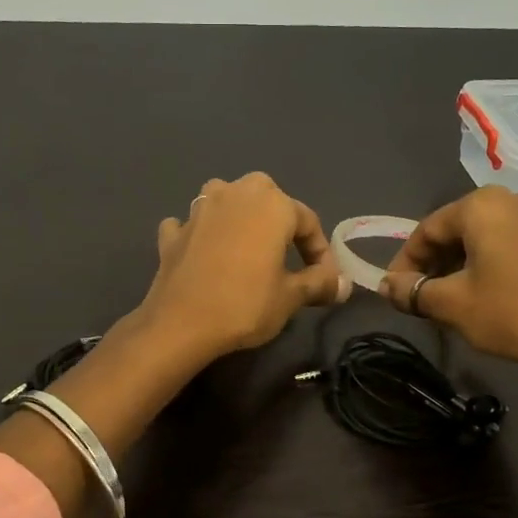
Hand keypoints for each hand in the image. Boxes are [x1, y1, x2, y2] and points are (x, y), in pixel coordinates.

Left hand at [136, 173, 350, 363]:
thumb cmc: (246, 305)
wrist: (182, 323)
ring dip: (236, 217)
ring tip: (245, 247)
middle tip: (286, 255)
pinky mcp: (173, 232)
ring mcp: (198, 210)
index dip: (320, 251)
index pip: (308, 221)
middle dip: (279, 222)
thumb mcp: (291, 297)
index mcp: (271, 203)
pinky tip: (203, 253)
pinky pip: (191, 224)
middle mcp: (235, 193)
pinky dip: (199, 234)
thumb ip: (320, 283)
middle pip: (266, 199)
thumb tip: (344, 285)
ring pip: (225, 201)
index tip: (324, 279)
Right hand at [378, 187, 517, 388]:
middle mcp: (515, 199)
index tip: (394, 289)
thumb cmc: (509, 313)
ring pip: (492, 235)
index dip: (405, 261)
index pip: (427, 229)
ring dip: (468, 260)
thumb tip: (386, 286)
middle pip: (460, 229)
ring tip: (456, 292)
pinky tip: (502, 282)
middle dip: (436, 261)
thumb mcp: (450, 304)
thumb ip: (412, 290)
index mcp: (482, 205)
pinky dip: (504, 260)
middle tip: (422, 294)